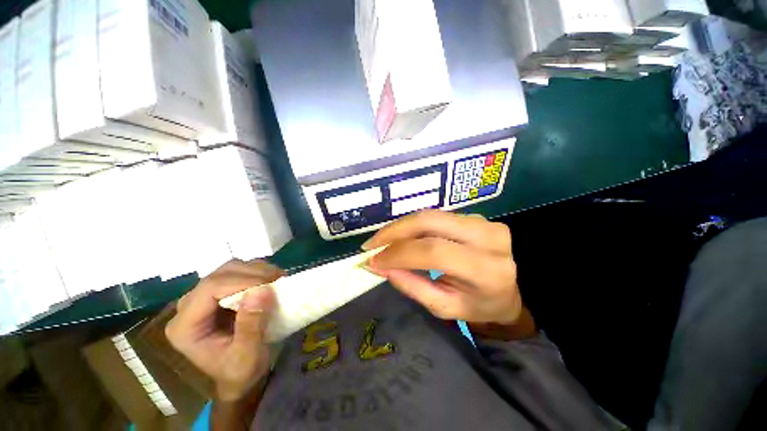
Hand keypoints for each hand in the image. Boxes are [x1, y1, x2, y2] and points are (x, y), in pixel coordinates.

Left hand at [165, 260, 283, 401]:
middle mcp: (188, 307)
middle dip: (252, 273)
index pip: (209, 289)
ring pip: (229, 268)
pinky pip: (238, 272)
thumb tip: (261, 290)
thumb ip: (251, 325)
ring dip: (256, 270)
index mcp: (185, 326)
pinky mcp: (219, 294)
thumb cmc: (241, 372)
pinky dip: (257, 272)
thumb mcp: (247, 355)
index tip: (271, 284)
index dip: (242, 281)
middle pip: (219, 274)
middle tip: (279, 279)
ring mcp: (203, 298)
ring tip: (277, 280)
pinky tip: (270, 281)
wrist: (241, 377)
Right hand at [363, 210, 521, 324]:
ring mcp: (482, 221)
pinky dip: (414, 225)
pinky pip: (436, 216)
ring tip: (382, 240)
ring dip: (401, 227)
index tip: (373, 259)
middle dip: (394, 231)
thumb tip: (379, 266)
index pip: (434, 251)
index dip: (399, 253)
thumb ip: (411, 285)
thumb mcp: (444, 306)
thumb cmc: (478, 305)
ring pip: (431, 215)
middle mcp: (487, 237)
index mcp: (485, 269)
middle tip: (372, 244)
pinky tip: (402, 236)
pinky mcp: (474, 216)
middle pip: (430, 221)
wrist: (510, 289)